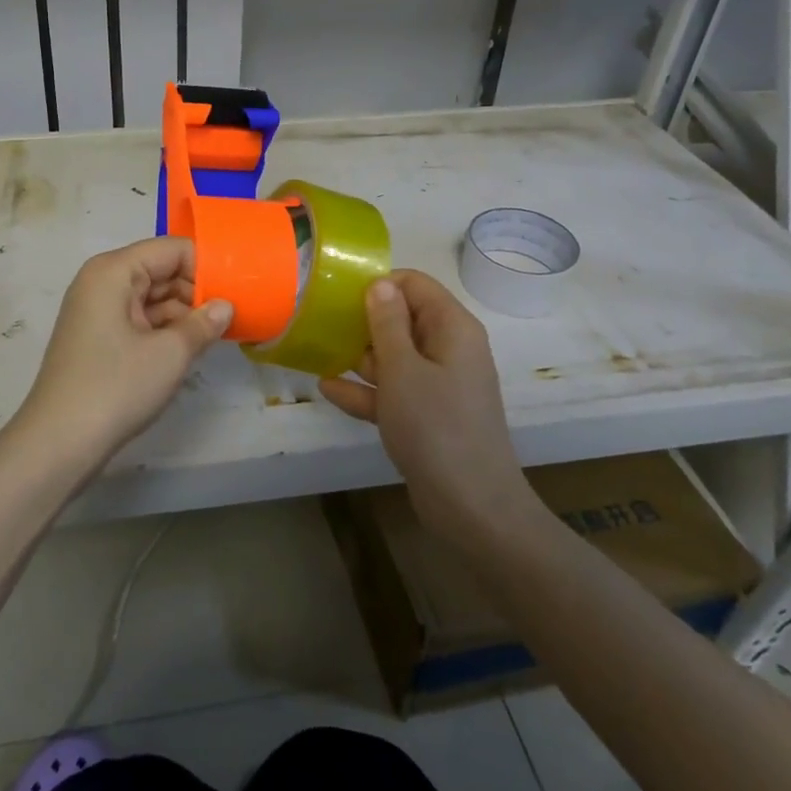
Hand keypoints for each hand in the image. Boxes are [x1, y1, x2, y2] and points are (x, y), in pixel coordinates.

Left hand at [13, 237, 233, 466]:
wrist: (58, 443)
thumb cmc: (116, 387)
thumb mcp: (170, 354)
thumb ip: (203, 323)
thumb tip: (225, 307)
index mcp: (114, 271)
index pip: (171, 249)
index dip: (206, 266)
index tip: (237, 290)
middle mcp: (102, 281)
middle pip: (160, 270)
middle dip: (196, 291)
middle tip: (233, 316)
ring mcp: (97, 310)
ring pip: (151, 297)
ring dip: (183, 314)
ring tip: (217, 335)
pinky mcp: (98, 337)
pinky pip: (139, 319)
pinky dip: (164, 330)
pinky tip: (190, 348)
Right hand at [318, 270, 541, 548]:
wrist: (472, 508)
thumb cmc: (435, 427)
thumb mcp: (402, 369)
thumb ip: (387, 322)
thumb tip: (379, 283)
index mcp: (453, 328)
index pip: (415, 285)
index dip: (379, 285)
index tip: (341, 297)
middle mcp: (450, 349)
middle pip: (403, 319)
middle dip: (364, 322)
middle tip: (321, 324)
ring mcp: (440, 384)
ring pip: (396, 356)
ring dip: (360, 357)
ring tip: (318, 352)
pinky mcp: (429, 415)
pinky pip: (395, 390)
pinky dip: (367, 390)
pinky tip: (328, 389)